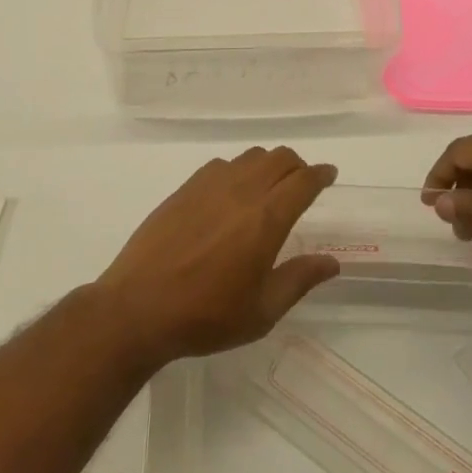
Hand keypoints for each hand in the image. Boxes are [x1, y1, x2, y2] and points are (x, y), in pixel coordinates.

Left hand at [93, 147, 340, 368]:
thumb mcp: (261, 312)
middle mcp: (242, 190)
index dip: (321, 174)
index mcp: (266, 218)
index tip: (330, 174)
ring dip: (269, 164)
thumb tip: (331, 262)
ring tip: (270, 186)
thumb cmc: (206, 316)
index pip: (303, 181)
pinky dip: (239, 170)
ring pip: (252, 156)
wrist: (139, 305)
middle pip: (280, 158)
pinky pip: (223, 164)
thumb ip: (299, 280)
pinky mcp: (187, 186)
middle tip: (303, 183)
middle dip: (298, 166)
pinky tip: (233, 193)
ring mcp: (211, 184)